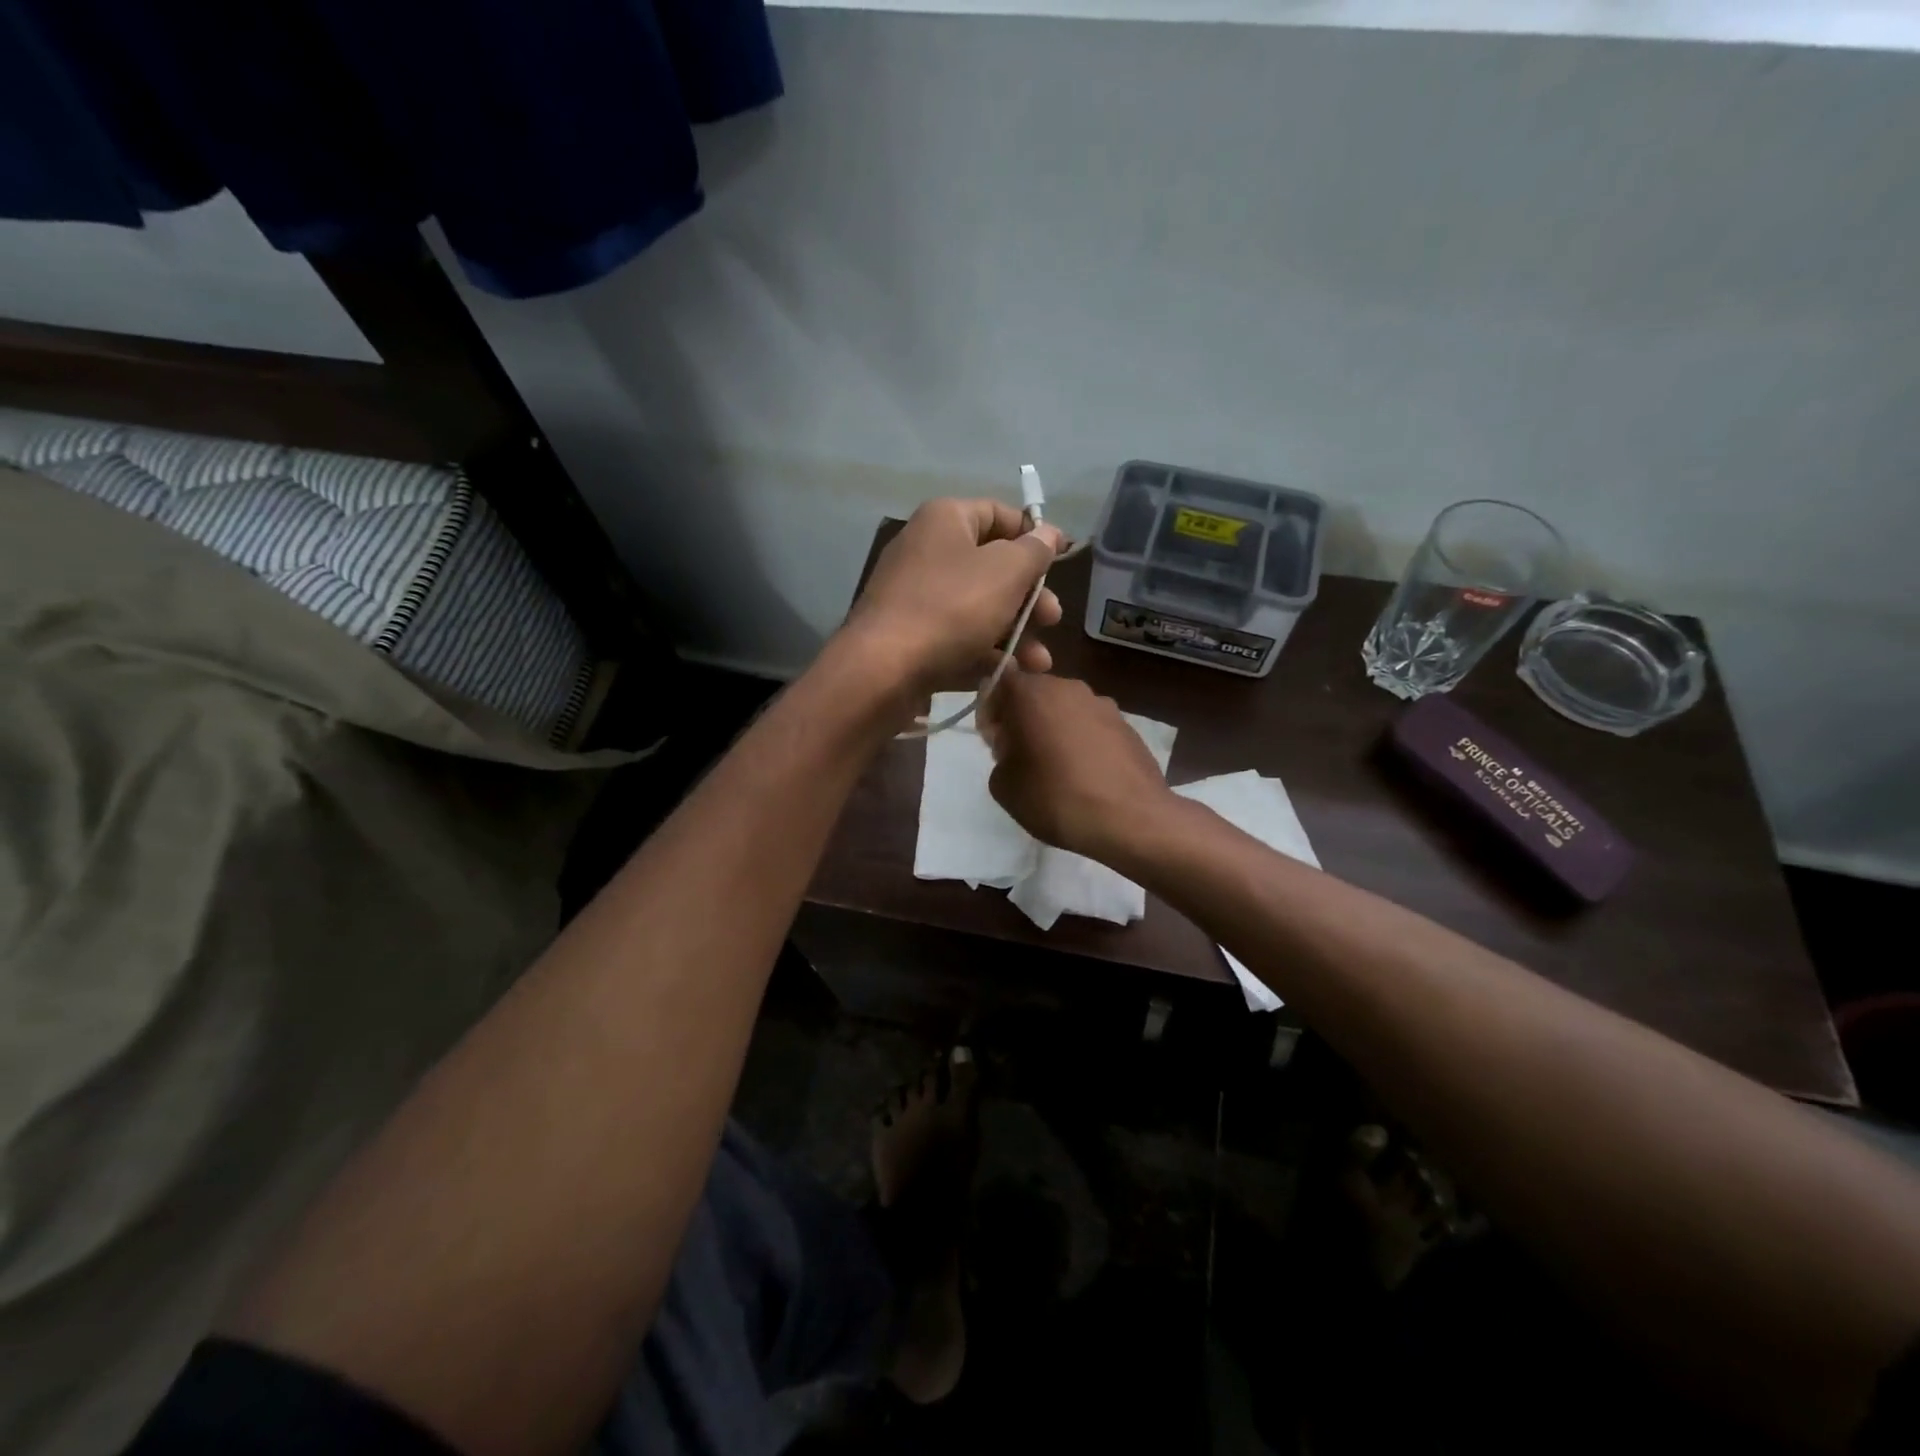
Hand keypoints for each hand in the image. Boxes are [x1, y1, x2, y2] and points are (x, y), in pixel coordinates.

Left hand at [841, 499, 1064, 693]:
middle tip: (1052, 619)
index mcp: (945, 520)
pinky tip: (1008, 673)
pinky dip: (984, 652)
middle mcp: (927, 551)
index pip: (999, 514)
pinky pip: (956, 637)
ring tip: (1039, 662)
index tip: (1063, 559)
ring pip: (978, 608)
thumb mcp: (1006, 572)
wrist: (884, 668)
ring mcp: (916, 597)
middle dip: (1029, 597)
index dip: (1034, 535)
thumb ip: (1034, 551)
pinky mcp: (911, 637)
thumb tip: (1049, 532)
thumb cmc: (952, 607)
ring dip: (1015, 634)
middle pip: (992, 567)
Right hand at [978, 669, 1176, 860]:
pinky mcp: (1127, 725)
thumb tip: (1016, 750)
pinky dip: (1083, 742)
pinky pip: (1092, 727)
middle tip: (1022, 756)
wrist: (1130, 820)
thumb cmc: (1056, 798)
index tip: (996, 741)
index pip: (1001, 681)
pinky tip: (1086, 776)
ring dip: (1055, 729)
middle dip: (1024, 718)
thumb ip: (1000, 756)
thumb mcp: (1003, 786)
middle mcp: (1068, 688)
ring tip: (1058, 770)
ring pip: (1066, 709)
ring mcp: (1103, 704)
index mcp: (1032, 693)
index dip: (992, 709)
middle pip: (1035, 693)